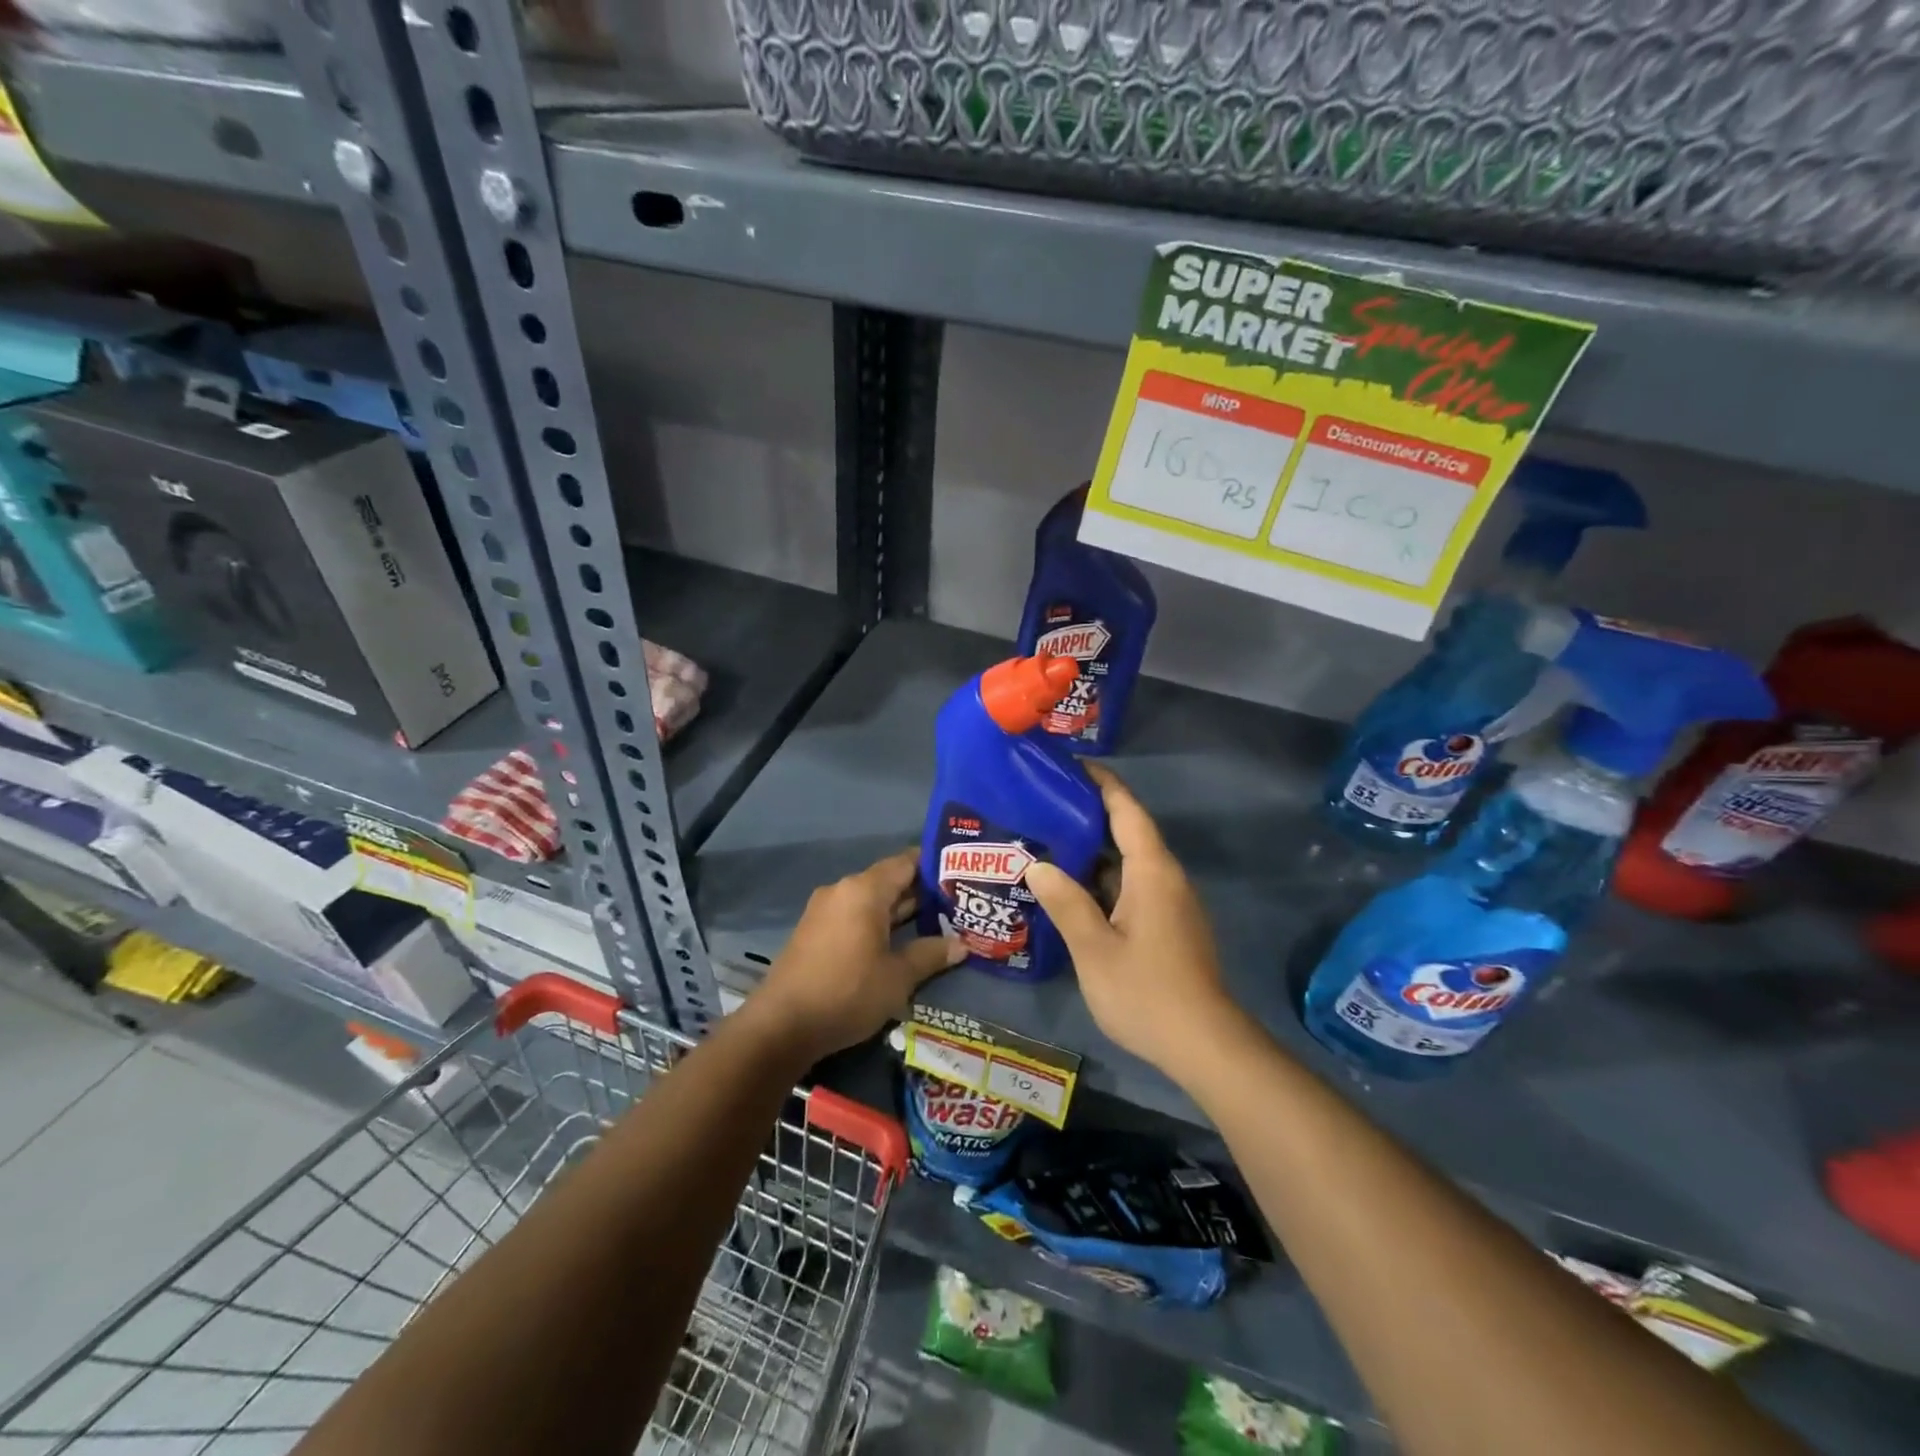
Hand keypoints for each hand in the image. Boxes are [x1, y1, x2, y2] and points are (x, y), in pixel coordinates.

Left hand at [755, 849, 962, 1058]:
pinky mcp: (814, 932)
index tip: (962, 875)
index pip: (906, 862)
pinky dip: (877, 924)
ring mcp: (824, 910)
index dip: (935, 866)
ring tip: (935, 924)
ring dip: (900, 911)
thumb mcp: (898, 977)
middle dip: (922, 893)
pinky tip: (898, 943)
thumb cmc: (847, 992)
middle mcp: (843, 890)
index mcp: (864, 890)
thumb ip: (930, 955)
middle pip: (889, 881)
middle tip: (958, 904)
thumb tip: (961, 945)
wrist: (781, 1025)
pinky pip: (854, 916)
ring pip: (871, 901)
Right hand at [1025, 765, 1244, 1079]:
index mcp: (1152, 872)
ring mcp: (1170, 903)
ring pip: (1130, 862)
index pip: (1128, 810)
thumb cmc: (1146, 991)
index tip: (1072, 764)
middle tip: (1044, 804)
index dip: (1102, 783)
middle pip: (1129, 832)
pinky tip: (1074, 889)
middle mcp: (1166, 878)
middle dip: (1091, 814)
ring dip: (1095, 850)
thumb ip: (1066, 903)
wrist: (1204, 1045)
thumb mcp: (1094, 948)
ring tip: (1050, 841)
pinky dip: (1104, 878)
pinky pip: (1133, 886)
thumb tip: (1037, 865)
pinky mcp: (1169, 925)